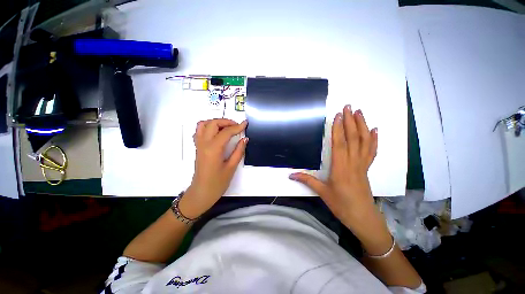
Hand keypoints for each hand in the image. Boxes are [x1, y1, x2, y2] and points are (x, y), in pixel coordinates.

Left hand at [179, 119, 247, 218]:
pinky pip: (199, 131)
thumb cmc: (217, 183)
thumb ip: (239, 151)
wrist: (201, 193)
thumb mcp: (231, 167)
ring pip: (203, 124)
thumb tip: (244, 139)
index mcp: (213, 149)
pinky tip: (217, 133)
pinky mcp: (198, 148)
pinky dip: (208, 127)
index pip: (226, 132)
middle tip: (236, 126)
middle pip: (213, 123)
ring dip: (215, 122)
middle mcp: (204, 144)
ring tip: (226, 127)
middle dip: (226, 121)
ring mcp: (199, 145)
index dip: (237, 127)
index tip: (245, 124)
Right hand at [290, 105, 382, 233]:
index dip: (338, 129)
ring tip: (360, 112)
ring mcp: (362, 165)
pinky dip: (374, 140)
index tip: (338, 115)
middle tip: (349, 106)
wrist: (363, 218)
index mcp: (340, 168)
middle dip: (351, 121)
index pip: (339, 144)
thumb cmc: (341, 205)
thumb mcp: (322, 193)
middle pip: (353, 138)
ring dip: (362, 126)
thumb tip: (291, 174)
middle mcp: (353, 163)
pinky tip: (375, 130)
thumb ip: (307, 180)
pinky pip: (372, 151)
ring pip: (364, 142)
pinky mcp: (367, 168)